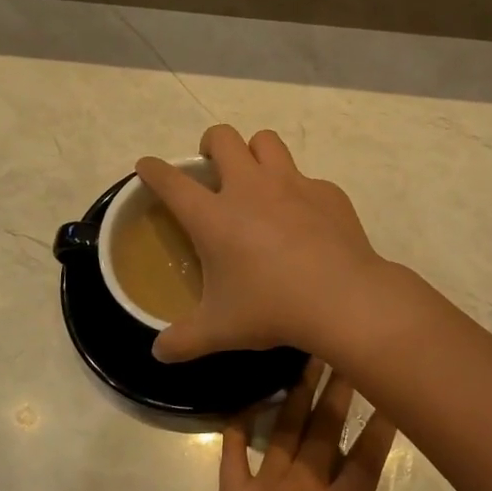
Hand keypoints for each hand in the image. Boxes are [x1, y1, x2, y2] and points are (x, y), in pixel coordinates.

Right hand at [137, 125, 384, 361]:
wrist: (343, 298)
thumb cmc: (272, 308)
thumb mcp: (220, 330)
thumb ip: (183, 340)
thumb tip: (158, 353)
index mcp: (214, 216)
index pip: (171, 181)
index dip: (154, 170)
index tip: (148, 167)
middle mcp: (249, 187)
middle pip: (222, 137)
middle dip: (211, 144)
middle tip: (213, 167)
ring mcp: (292, 183)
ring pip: (266, 141)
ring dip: (255, 152)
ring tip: (257, 178)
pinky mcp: (327, 192)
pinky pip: (307, 178)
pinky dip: (299, 191)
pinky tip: (306, 220)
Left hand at [189, 364, 421, 490]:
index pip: (366, 456)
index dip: (381, 422)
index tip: (390, 389)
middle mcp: (303, 486)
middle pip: (325, 428)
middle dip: (339, 388)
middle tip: (345, 351)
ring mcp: (263, 487)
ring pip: (284, 429)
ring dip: (297, 393)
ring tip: (306, 360)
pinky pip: (233, 452)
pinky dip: (238, 426)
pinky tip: (246, 403)